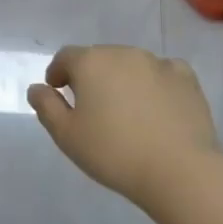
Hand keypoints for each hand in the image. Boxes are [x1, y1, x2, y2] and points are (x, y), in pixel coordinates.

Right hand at [28, 46, 218, 204]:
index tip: (58, 92)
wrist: (179, 170)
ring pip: (131, 64)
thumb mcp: (67, 136)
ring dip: (122, 79)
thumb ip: (47, 107)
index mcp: (91, 62)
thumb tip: (37, 88)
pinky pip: (163, 72)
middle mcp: (123, 53)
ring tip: (125, 109)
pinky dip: (155, 82)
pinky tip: (157, 105)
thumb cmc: (114, 153)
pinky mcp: (186, 78)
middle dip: (91, 76)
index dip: (58, 73)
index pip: (66, 57)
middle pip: (99, 58)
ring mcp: (157, 62)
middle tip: (91, 106)